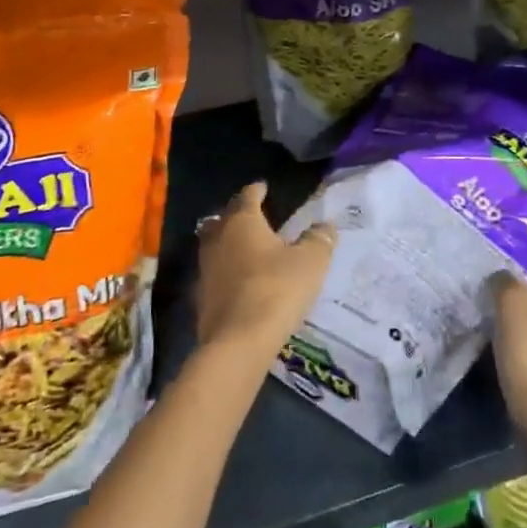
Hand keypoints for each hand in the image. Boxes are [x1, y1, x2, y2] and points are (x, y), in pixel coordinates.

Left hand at [194, 182, 335, 364]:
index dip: (257, 190)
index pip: (248, 196)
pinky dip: (226, 270)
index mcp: (242, 221)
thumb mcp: (310, 262)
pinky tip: (239, 279)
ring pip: (215, 244)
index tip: (263, 186)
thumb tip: (325, 226)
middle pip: (224, 218)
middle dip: (237, 214)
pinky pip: (215, 272)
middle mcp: (218, 238)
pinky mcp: (201, 295)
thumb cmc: (276, 289)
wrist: (238, 341)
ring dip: (229, 242)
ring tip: (247, 247)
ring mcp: (205, 267)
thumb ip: (318, 240)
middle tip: (253, 216)